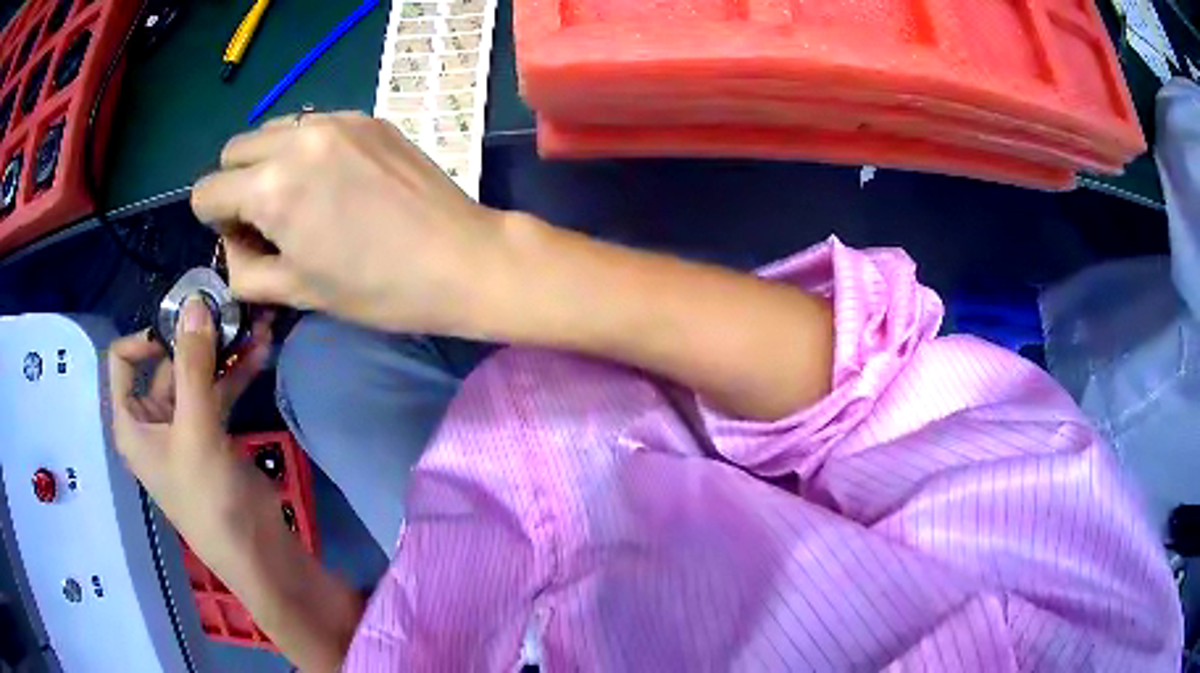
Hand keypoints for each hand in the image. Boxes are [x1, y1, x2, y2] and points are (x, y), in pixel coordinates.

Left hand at [108, 297, 273, 568]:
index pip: (122, 361)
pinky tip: (261, 353)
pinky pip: (217, 393)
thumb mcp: (196, 431)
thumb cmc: (209, 500)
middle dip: (196, 337)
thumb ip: (193, 366)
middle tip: (229, 311)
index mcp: (132, 422)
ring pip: (196, 377)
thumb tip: (195, 301)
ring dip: (222, 353)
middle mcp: (152, 421)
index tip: (183, 326)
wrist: (257, 554)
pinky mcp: (211, 436)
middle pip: (164, 364)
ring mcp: (183, 428)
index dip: (147, 336)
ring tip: (254, 325)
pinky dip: (235, 374)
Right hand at [191, 111, 509, 333]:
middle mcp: (297, 139)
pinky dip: (306, 148)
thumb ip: (243, 268)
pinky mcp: (367, 116)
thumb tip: (232, 241)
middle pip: (234, 151)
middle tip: (269, 218)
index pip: (205, 191)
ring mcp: (336, 120)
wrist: (459, 258)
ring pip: (272, 130)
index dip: (214, 221)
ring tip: (303, 196)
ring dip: (269, 161)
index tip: (244, 239)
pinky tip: (337, 179)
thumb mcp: (295, 291)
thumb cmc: (375, 288)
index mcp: (271, 187)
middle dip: (237, 185)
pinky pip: (313, 123)